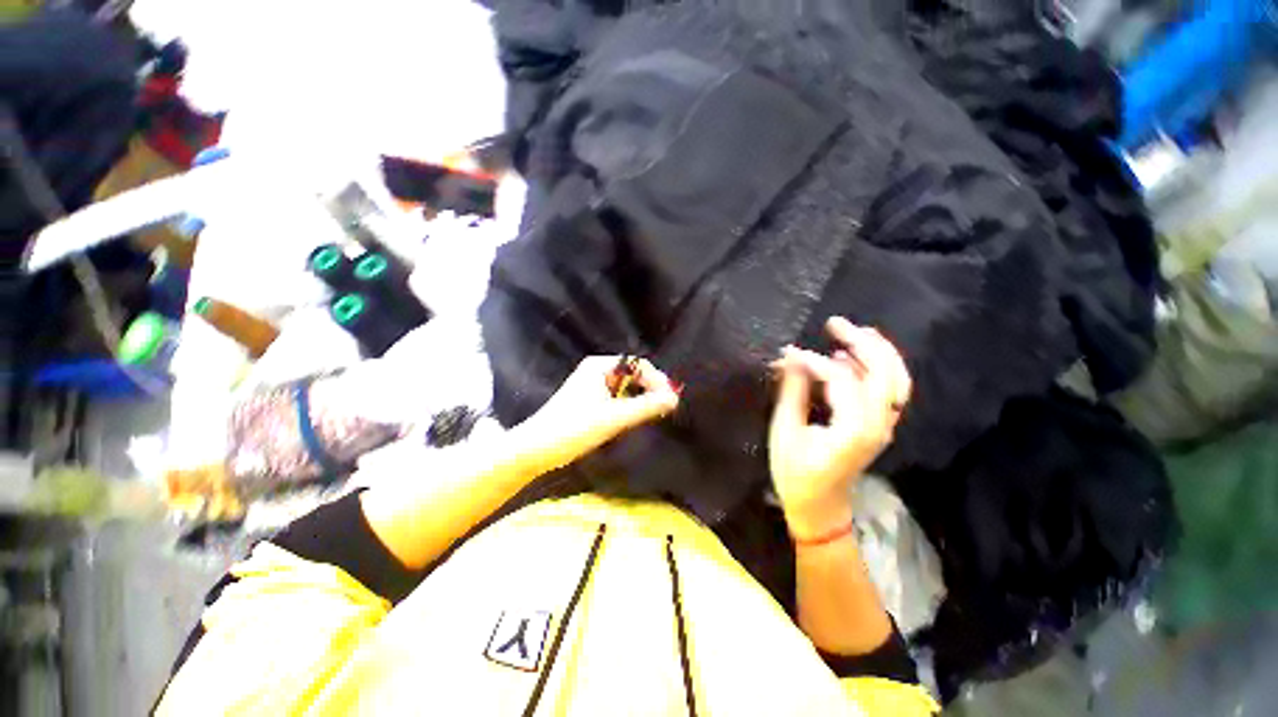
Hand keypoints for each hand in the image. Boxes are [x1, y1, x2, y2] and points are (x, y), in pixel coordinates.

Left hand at [515, 356, 680, 473]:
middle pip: (632, 374)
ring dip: (640, 398)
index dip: (657, 380)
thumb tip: (674, 398)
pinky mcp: (588, 401)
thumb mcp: (614, 418)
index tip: (670, 399)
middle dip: (650, 388)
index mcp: (599, 366)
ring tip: (653, 413)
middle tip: (665, 407)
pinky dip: (628, 405)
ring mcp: (590, 385)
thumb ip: (646, 407)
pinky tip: (633, 418)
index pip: (638, 364)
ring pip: (625, 387)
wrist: (536, 450)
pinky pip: (616, 397)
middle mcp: (595, 370)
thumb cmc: (574, 429)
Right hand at [768, 318, 910, 538]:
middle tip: (834, 323)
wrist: (820, 507)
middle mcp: (878, 424)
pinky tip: (853, 356)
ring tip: (850, 331)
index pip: (843, 379)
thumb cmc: (796, 473)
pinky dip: (876, 367)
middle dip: (862, 342)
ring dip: (876, 351)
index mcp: (854, 429)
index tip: (789, 354)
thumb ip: (792, 391)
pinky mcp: (878, 425)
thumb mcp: (786, 432)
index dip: (815, 362)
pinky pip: (887, 389)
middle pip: (885, 372)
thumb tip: (790, 357)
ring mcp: (883, 425)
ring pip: (895, 378)